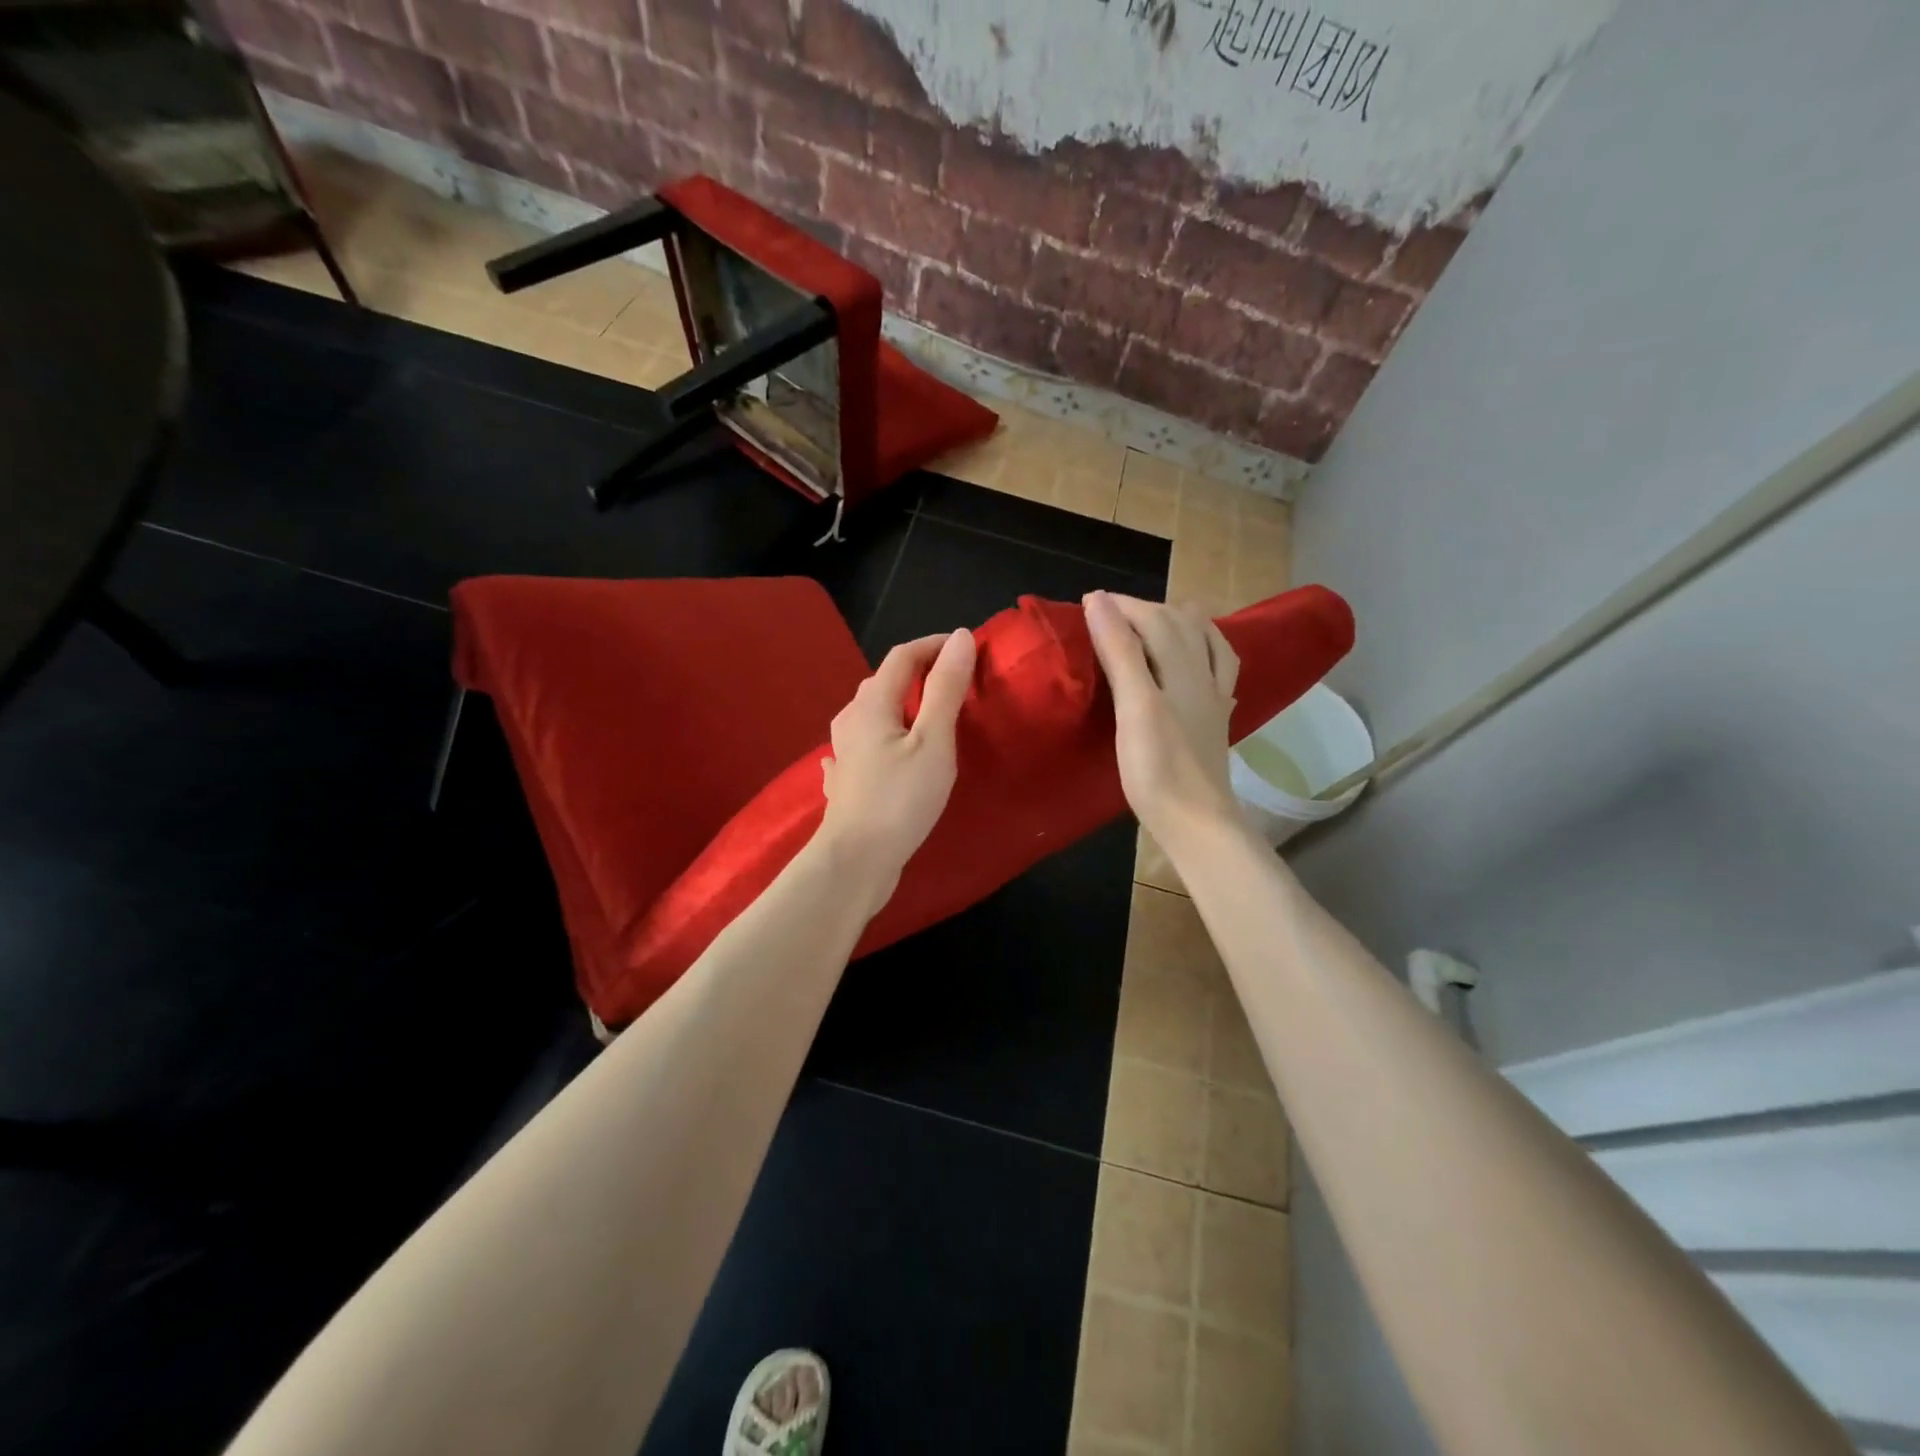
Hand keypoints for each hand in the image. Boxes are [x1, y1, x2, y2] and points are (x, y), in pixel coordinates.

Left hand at [815, 629, 976, 908]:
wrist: (855, 861)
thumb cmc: (900, 799)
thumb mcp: (933, 741)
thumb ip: (946, 689)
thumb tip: (958, 637)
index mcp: (872, 703)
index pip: (903, 656)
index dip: (934, 645)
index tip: (966, 648)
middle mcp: (851, 719)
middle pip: (884, 682)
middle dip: (918, 672)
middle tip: (955, 681)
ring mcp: (843, 751)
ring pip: (872, 713)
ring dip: (899, 704)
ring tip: (926, 714)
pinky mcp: (845, 780)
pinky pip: (862, 744)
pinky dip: (879, 737)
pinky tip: (881, 752)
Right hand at [1084, 591, 1243, 854]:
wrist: (1196, 822)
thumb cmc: (1157, 769)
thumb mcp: (1134, 706)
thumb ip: (1120, 652)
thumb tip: (1100, 601)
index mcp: (1181, 669)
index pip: (1152, 619)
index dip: (1119, 606)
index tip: (1085, 603)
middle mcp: (1202, 676)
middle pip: (1180, 625)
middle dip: (1145, 609)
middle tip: (1108, 611)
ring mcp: (1213, 699)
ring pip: (1205, 643)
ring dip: (1181, 622)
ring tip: (1158, 617)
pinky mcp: (1215, 721)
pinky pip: (1218, 672)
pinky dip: (1207, 652)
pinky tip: (1200, 661)